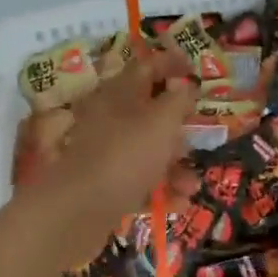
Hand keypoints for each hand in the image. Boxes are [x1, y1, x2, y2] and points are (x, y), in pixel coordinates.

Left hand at [32, 51, 197, 266]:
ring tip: (192, 184)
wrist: (78, 212)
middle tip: (200, 133)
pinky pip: (138, 182)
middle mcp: (108, 118)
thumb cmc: (126, 155)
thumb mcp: (161, 121)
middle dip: (178, 125)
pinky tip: (179, 203)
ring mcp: (104, 153)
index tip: (194, 71)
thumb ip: (178, 99)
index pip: (146, 67)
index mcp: (118, 93)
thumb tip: (185, 83)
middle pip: (148, 112)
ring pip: (146, 150)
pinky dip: (159, 190)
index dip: (170, 64)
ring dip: (174, 165)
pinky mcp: (103, 186)